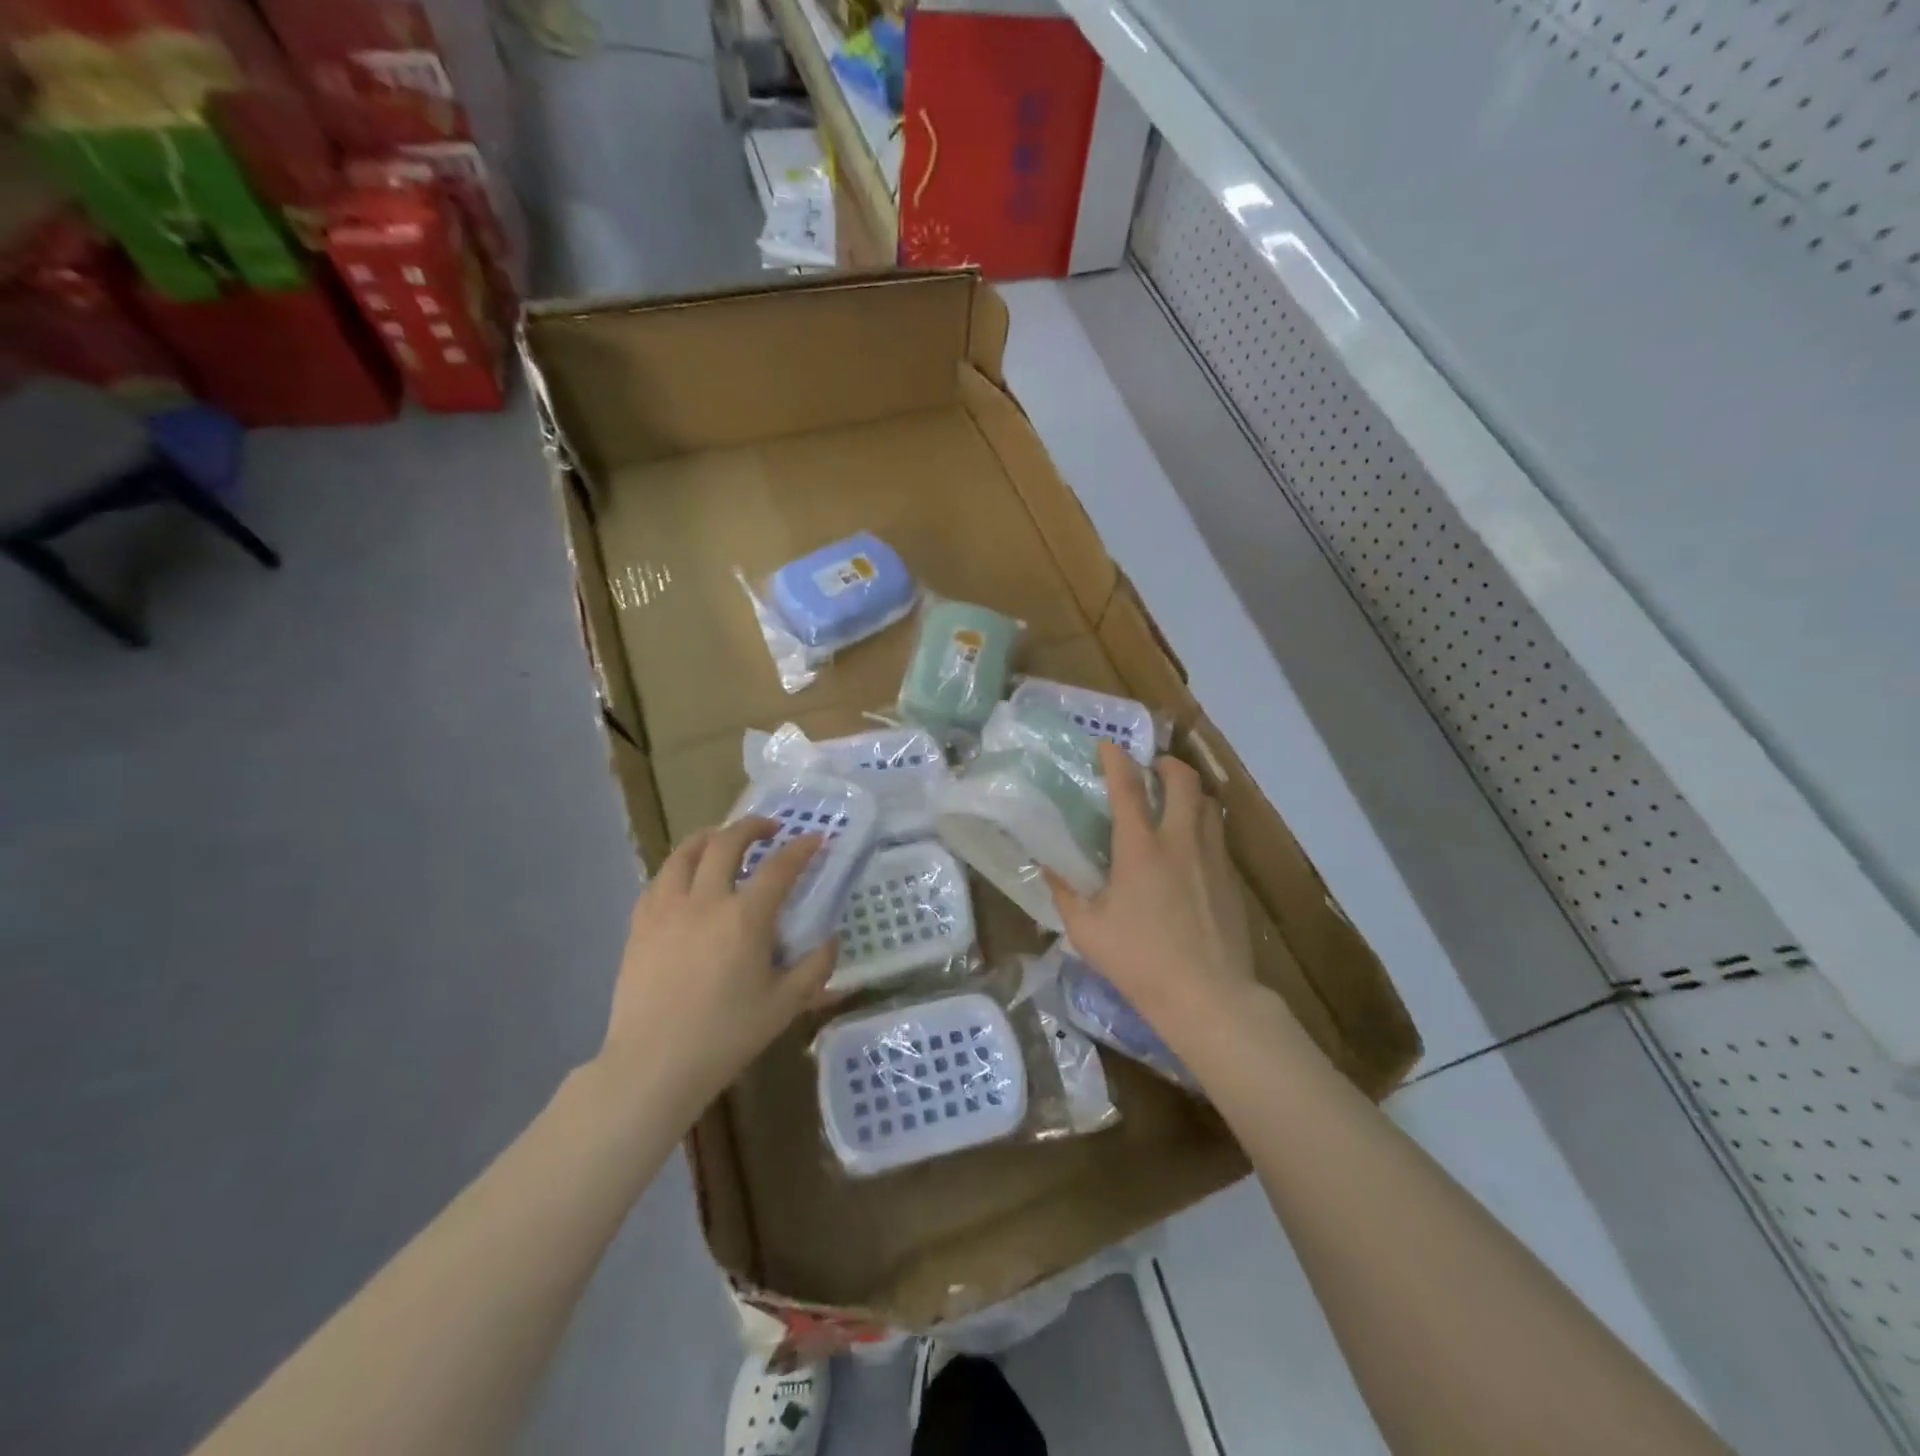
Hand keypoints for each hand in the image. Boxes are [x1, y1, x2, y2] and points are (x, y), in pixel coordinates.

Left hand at [599, 818, 836, 1108]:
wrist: (654, 1064)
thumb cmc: (726, 1035)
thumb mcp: (785, 1005)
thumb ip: (815, 968)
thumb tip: (830, 940)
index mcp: (745, 917)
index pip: (780, 866)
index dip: (802, 848)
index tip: (816, 839)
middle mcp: (706, 900)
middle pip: (727, 842)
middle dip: (752, 826)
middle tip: (770, 829)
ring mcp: (667, 909)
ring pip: (685, 852)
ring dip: (710, 836)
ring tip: (722, 839)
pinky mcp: (640, 925)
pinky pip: (659, 880)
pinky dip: (679, 867)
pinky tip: (685, 879)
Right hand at [1049, 742, 1259, 1045]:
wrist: (1208, 996)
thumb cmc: (1139, 961)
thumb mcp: (1086, 929)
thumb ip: (1065, 891)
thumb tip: (1049, 866)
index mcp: (1140, 847)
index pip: (1127, 786)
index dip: (1115, 759)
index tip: (1107, 745)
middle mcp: (1180, 840)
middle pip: (1183, 780)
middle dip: (1166, 764)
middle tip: (1151, 770)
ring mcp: (1212, 857)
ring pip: (1208, 803)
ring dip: (1189, 792)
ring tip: (1173, 803)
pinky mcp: (1232, 879)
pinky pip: (1218, 834)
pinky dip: (1203, 824)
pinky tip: (1190, 849)